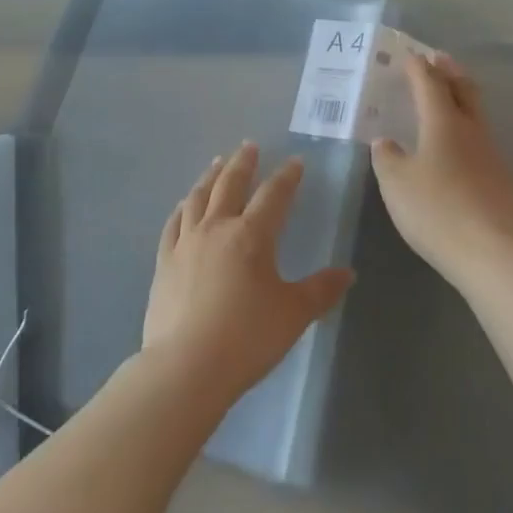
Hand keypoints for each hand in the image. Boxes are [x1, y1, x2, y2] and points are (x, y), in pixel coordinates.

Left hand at [142, 143, 353, 405]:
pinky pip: (174, 223)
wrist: (186, 366)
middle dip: (243, 163)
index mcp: (251, 235)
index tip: (295, 162)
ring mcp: (186, 242)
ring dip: (210, 176)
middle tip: (249, 146)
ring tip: (217, 163)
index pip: (274, 195)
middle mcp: (217, 228)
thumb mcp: (293, 314)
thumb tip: (348, 273)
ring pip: (199, 197)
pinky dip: (182, 207)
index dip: (286, 177)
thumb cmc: (246, 338)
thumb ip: (321, 290)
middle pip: (230, 184)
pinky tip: (184, 204)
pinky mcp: (164, 261)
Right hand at [371, 54, 512, 284]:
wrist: (492, 254)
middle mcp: (472, 131)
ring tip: (448, 102)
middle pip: (464, 90)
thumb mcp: (396, 183)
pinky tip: (460, 153)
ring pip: (477, 116)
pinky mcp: (504, 182)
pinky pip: (483, 144)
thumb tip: (387, 142)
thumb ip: (388, 157)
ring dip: (462, 101)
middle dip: (450, 72)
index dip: (419, 68)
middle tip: (440, 59)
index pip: (430, 84)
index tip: (410, 56)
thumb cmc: (435, 210)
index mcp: (443, 123)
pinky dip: (468, 135)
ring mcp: (493, 155)